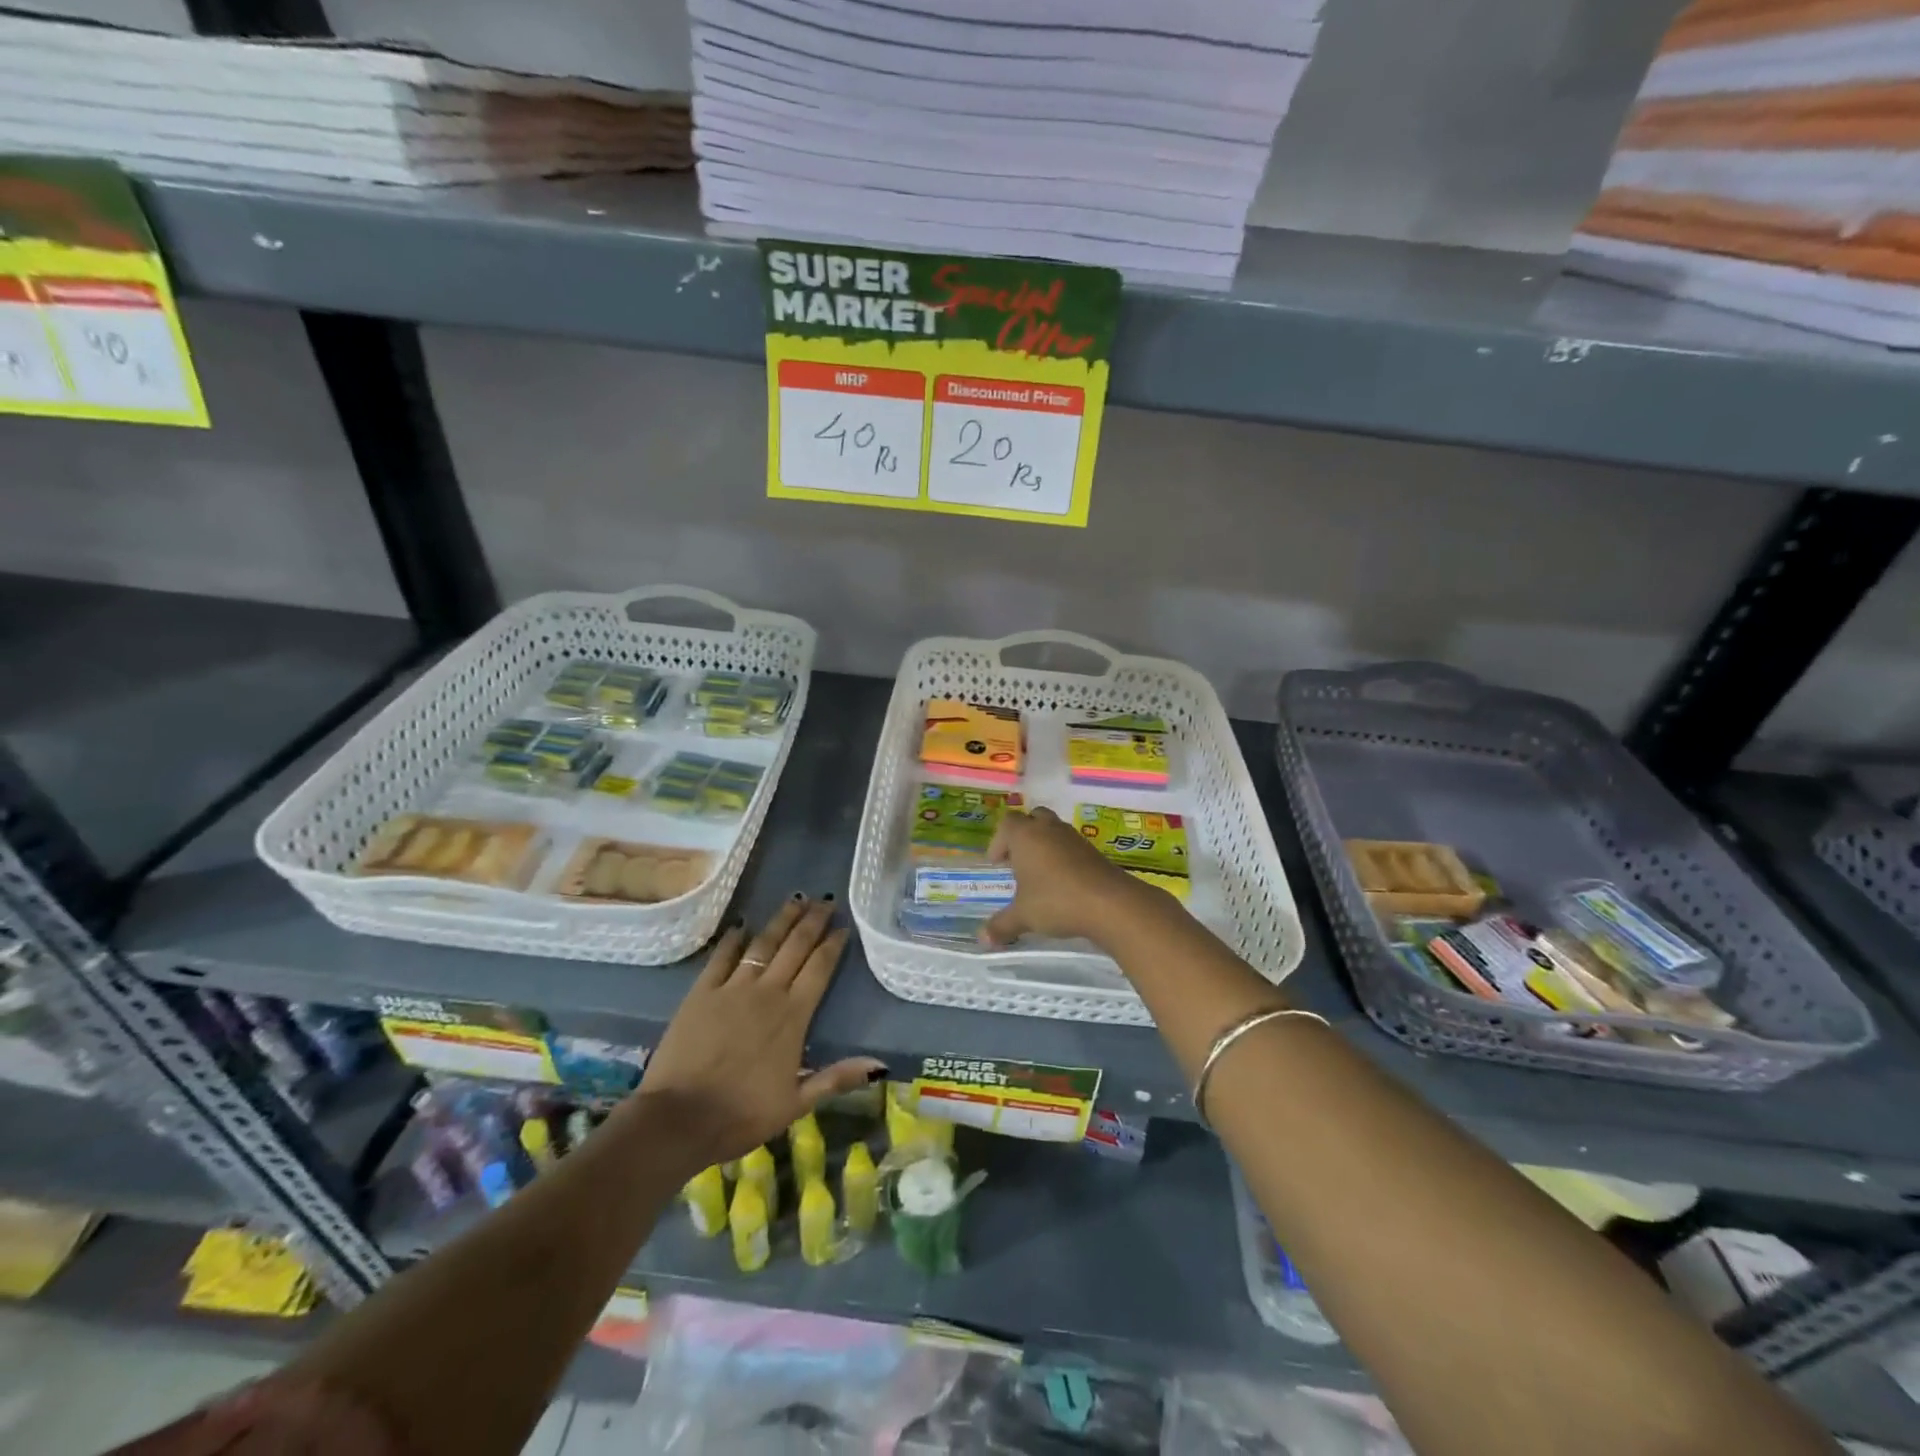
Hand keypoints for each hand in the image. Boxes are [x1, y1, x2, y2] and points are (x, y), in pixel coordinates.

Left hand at [638, 896, 883, 1168]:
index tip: (843, 927)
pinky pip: (722, 957)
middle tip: (825, 899)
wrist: (679, 1119)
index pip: (820, 968)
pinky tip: (742, 925)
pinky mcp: (702, 992)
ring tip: (795, 900)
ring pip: (763, 943)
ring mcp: (732, 988)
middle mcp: (767, 992)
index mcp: (793, 1016)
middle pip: (795, 946)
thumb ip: (836, 1078)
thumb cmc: (741, 1114)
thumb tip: (878, 1064)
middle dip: (813, 921)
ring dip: (781, 920)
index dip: (833, 944)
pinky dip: (734, 938)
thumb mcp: (796, 1104)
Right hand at [981, 807, 1149, 947]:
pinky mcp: (1093, 850)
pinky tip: (1062, 882)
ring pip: (1054, 830)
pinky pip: (1071, 845)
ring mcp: (1074, 837)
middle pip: (1032, 818)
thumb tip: (983, 939)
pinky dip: (1063, 856)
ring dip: (1044, 845)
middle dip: (1023, 836)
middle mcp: (1048, 829)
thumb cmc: (1056, 901)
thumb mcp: (1023, 916)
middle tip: (1018, 861)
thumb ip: (1001, 925)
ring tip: (1040, 874)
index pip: (1007, 824)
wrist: (1109, 903)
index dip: (998, 842)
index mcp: (1025, 835)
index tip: (997, 864)